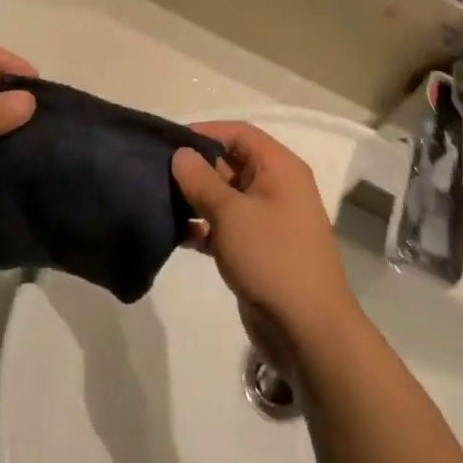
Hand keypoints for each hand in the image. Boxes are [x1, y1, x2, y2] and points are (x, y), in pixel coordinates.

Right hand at [173, 123, 362, 367]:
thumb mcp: (231, 213)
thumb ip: (201, 180)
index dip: (205, 132)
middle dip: (195, 167)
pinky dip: (203, 227)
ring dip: (195, 199)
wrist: (307, 330)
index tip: (168, 142)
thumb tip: (180, 154)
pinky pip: (226, 227)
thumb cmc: (272, 258)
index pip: (240, 133)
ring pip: (226, 197)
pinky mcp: (257, 250)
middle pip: (231, 163)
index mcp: (280, 169)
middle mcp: (276, 188)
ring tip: (158, 201)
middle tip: (155, 173)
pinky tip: (175, 234)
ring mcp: (268, 221)